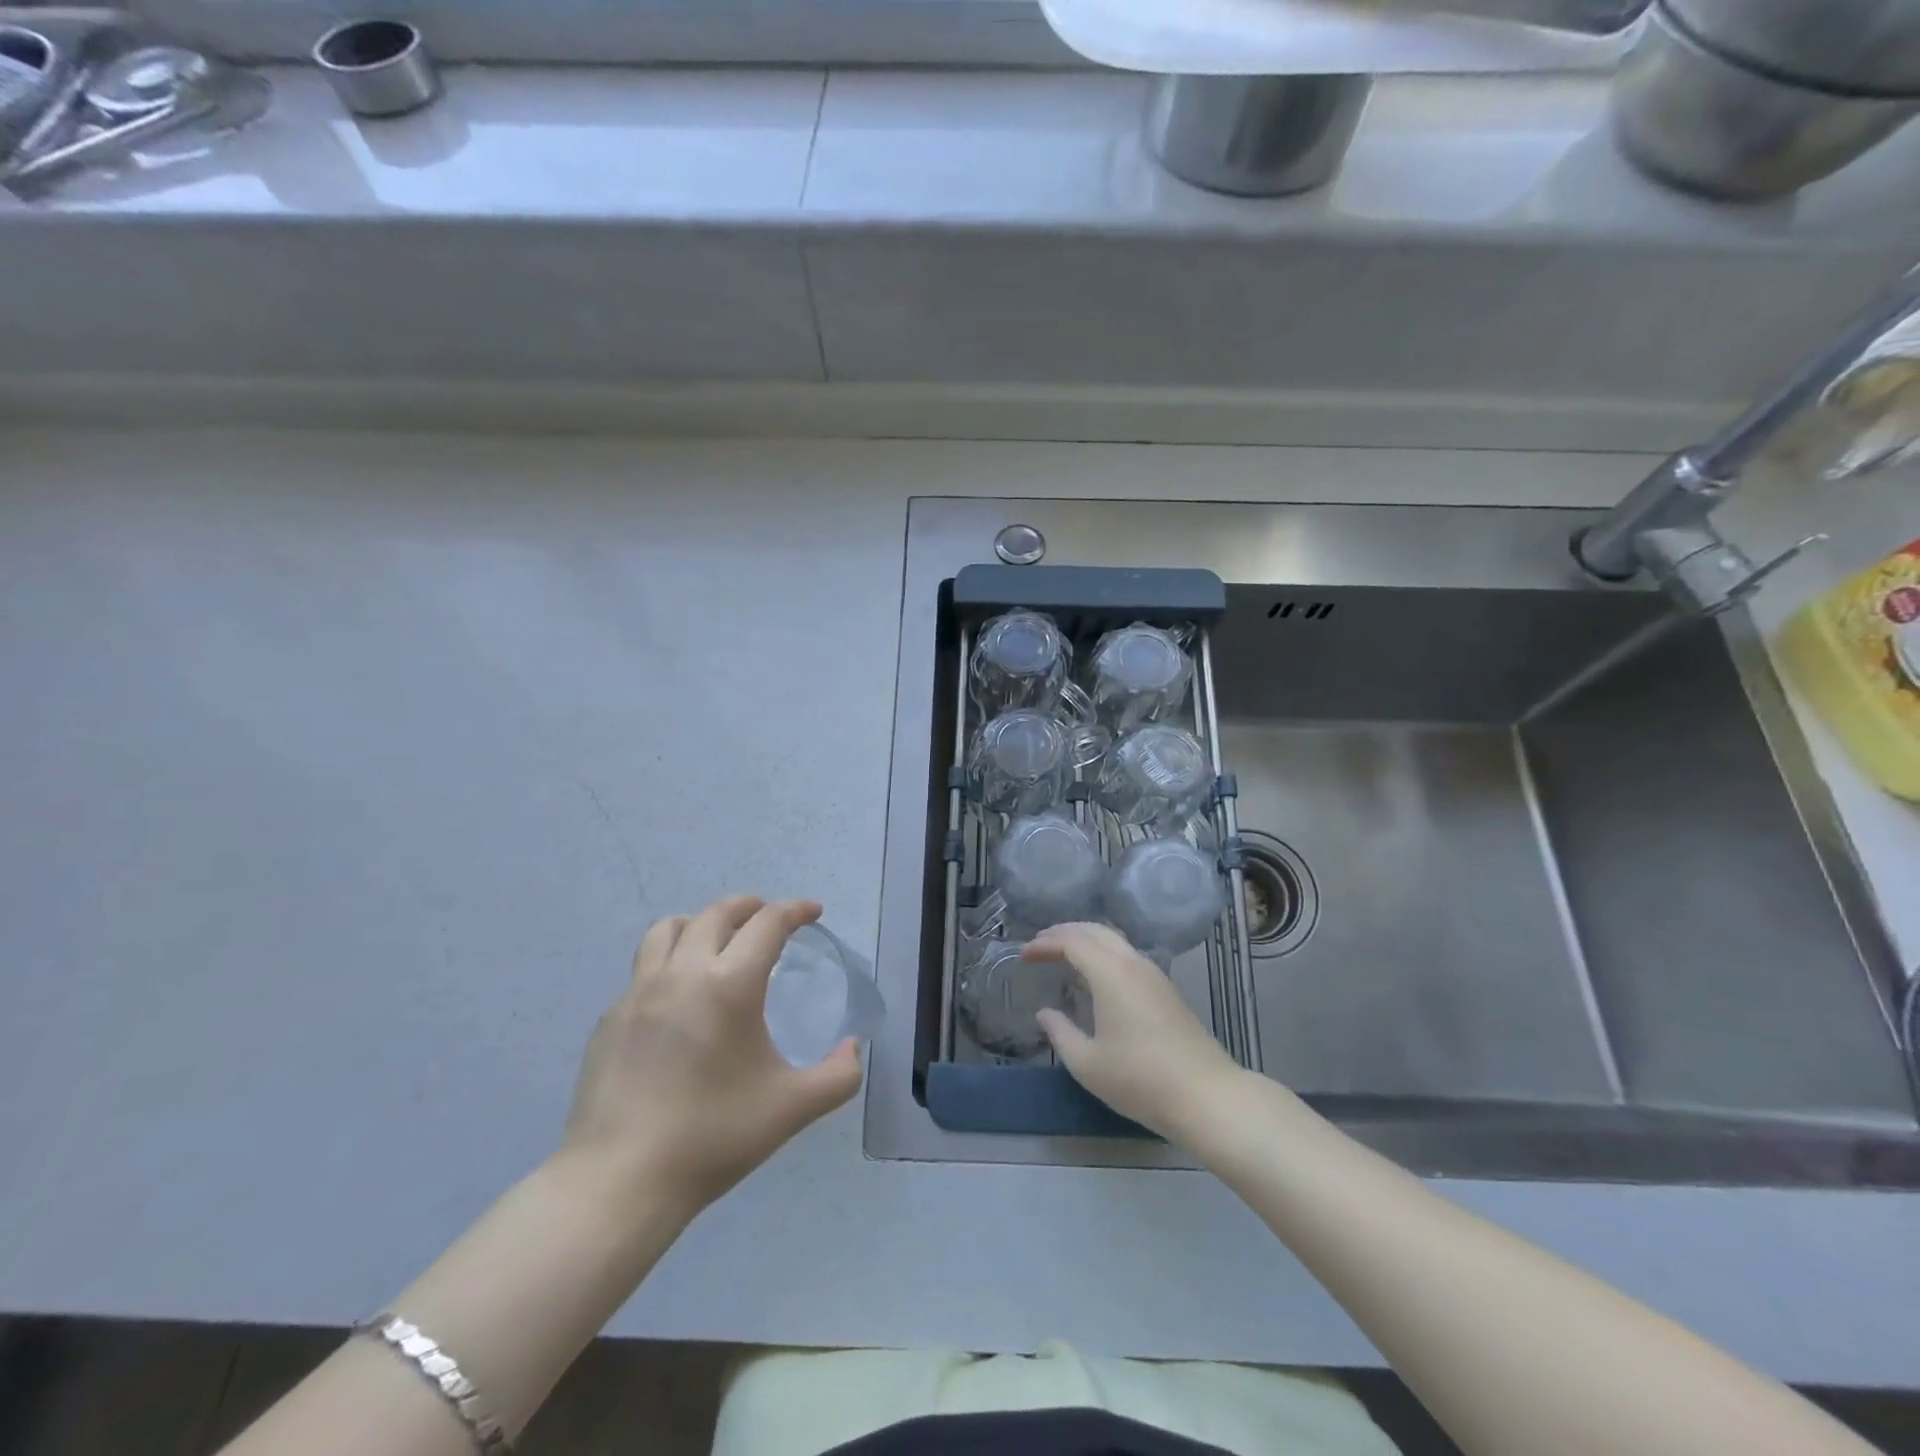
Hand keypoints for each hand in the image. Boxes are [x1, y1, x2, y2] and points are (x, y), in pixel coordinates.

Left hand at [558, 896, 861, 1213]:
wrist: (619, 1182)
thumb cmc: (713, 1137)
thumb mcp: (792, 1108)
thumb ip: (838, 1076)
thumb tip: (852, 1048)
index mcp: (730, 985)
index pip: (768, 924)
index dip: (795, 910)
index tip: (813, 912)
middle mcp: (682, 973)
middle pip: (717, 914)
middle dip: (749, 906)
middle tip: (769, 917)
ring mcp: (638, 993)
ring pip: (668, 930)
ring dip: (700, 923)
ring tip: (716, 941)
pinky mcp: (610, 1019)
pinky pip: (643, 971)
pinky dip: (669, 964)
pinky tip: (677, 1002)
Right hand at [1025, 922, 1244, 1142]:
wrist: (1206, 1095)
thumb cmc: (1140, 1079)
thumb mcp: (1087, 1063)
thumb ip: (1060, 1033)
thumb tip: (1045, 1013)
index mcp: (1111, 973)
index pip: (1072, 941)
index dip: (1045, 943)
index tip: (1024, 955)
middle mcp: (1133, 963)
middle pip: (1095, 930)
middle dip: (1064, 932)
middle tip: (1039, 945)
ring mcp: (1154, 974)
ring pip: (1115, 940)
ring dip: (1086, 940)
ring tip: (1063, 955)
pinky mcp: (1166, 989)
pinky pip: (1127, 955)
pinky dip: (1103, 953)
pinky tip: (1094, 975)